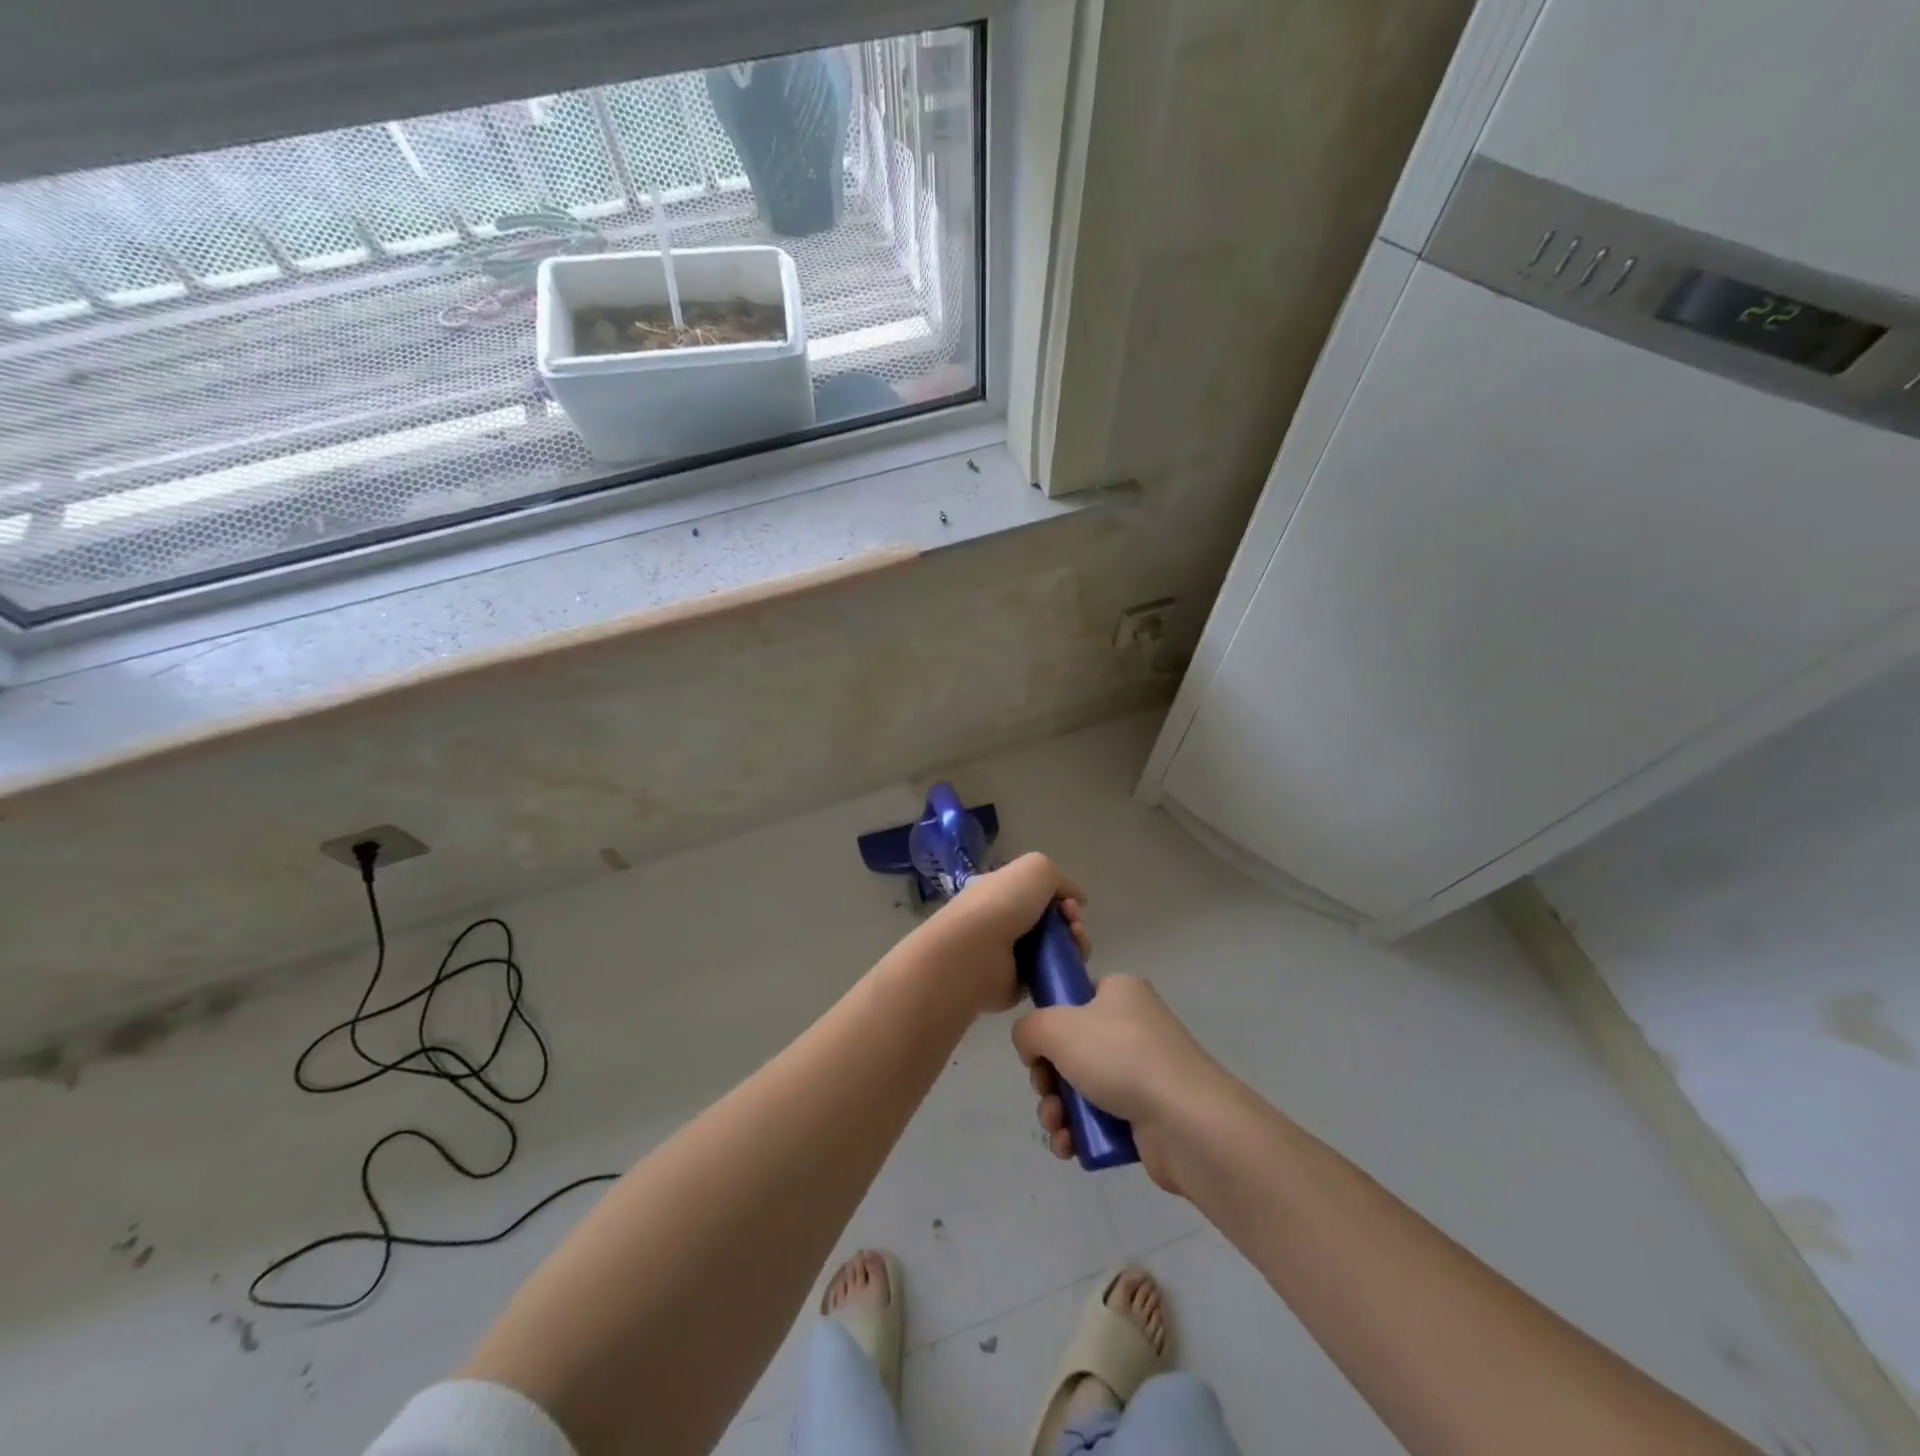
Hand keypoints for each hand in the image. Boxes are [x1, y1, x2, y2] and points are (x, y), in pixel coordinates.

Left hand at [920, 853, 1089, 1015]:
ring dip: (1076, 942)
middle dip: (1073, 920)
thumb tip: (1077, 899)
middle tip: (1073, 923)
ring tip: (1075, 940)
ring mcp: (1014, 954)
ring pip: (1059, 948)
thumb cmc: (1003, 903)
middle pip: (1055, 922)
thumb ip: (1061, 879)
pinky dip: (1067, 968)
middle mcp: (1008, 921)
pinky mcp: (1022, 984)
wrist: (976, 951)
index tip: (1071, 902)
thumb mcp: (1037, 868)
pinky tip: (1069, 962)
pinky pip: (1054, 974)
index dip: (1063, 896)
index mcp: (1004, 892)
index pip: (1041, 894)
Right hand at [1013, 977, 1230, 1195]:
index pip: (1074, 998)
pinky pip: (1100, 1119)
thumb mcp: (1056, 1027)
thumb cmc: (1121, 1057)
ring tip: (1057, 1127)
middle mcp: (1133, 1027)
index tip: (1039, 1048)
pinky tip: (1069, 1146)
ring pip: (1081, 1087)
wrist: (1187, 1121)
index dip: (1049, 1023)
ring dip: (1057, 1109)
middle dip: (1047, 1078)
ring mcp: (1143, 1072)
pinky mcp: (1147, 1115)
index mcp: (1120, 992)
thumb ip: (1028, 1029)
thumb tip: (1031, 1047)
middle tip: (1045, 1092)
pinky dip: (1079, 1132)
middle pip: (1071, 1049)